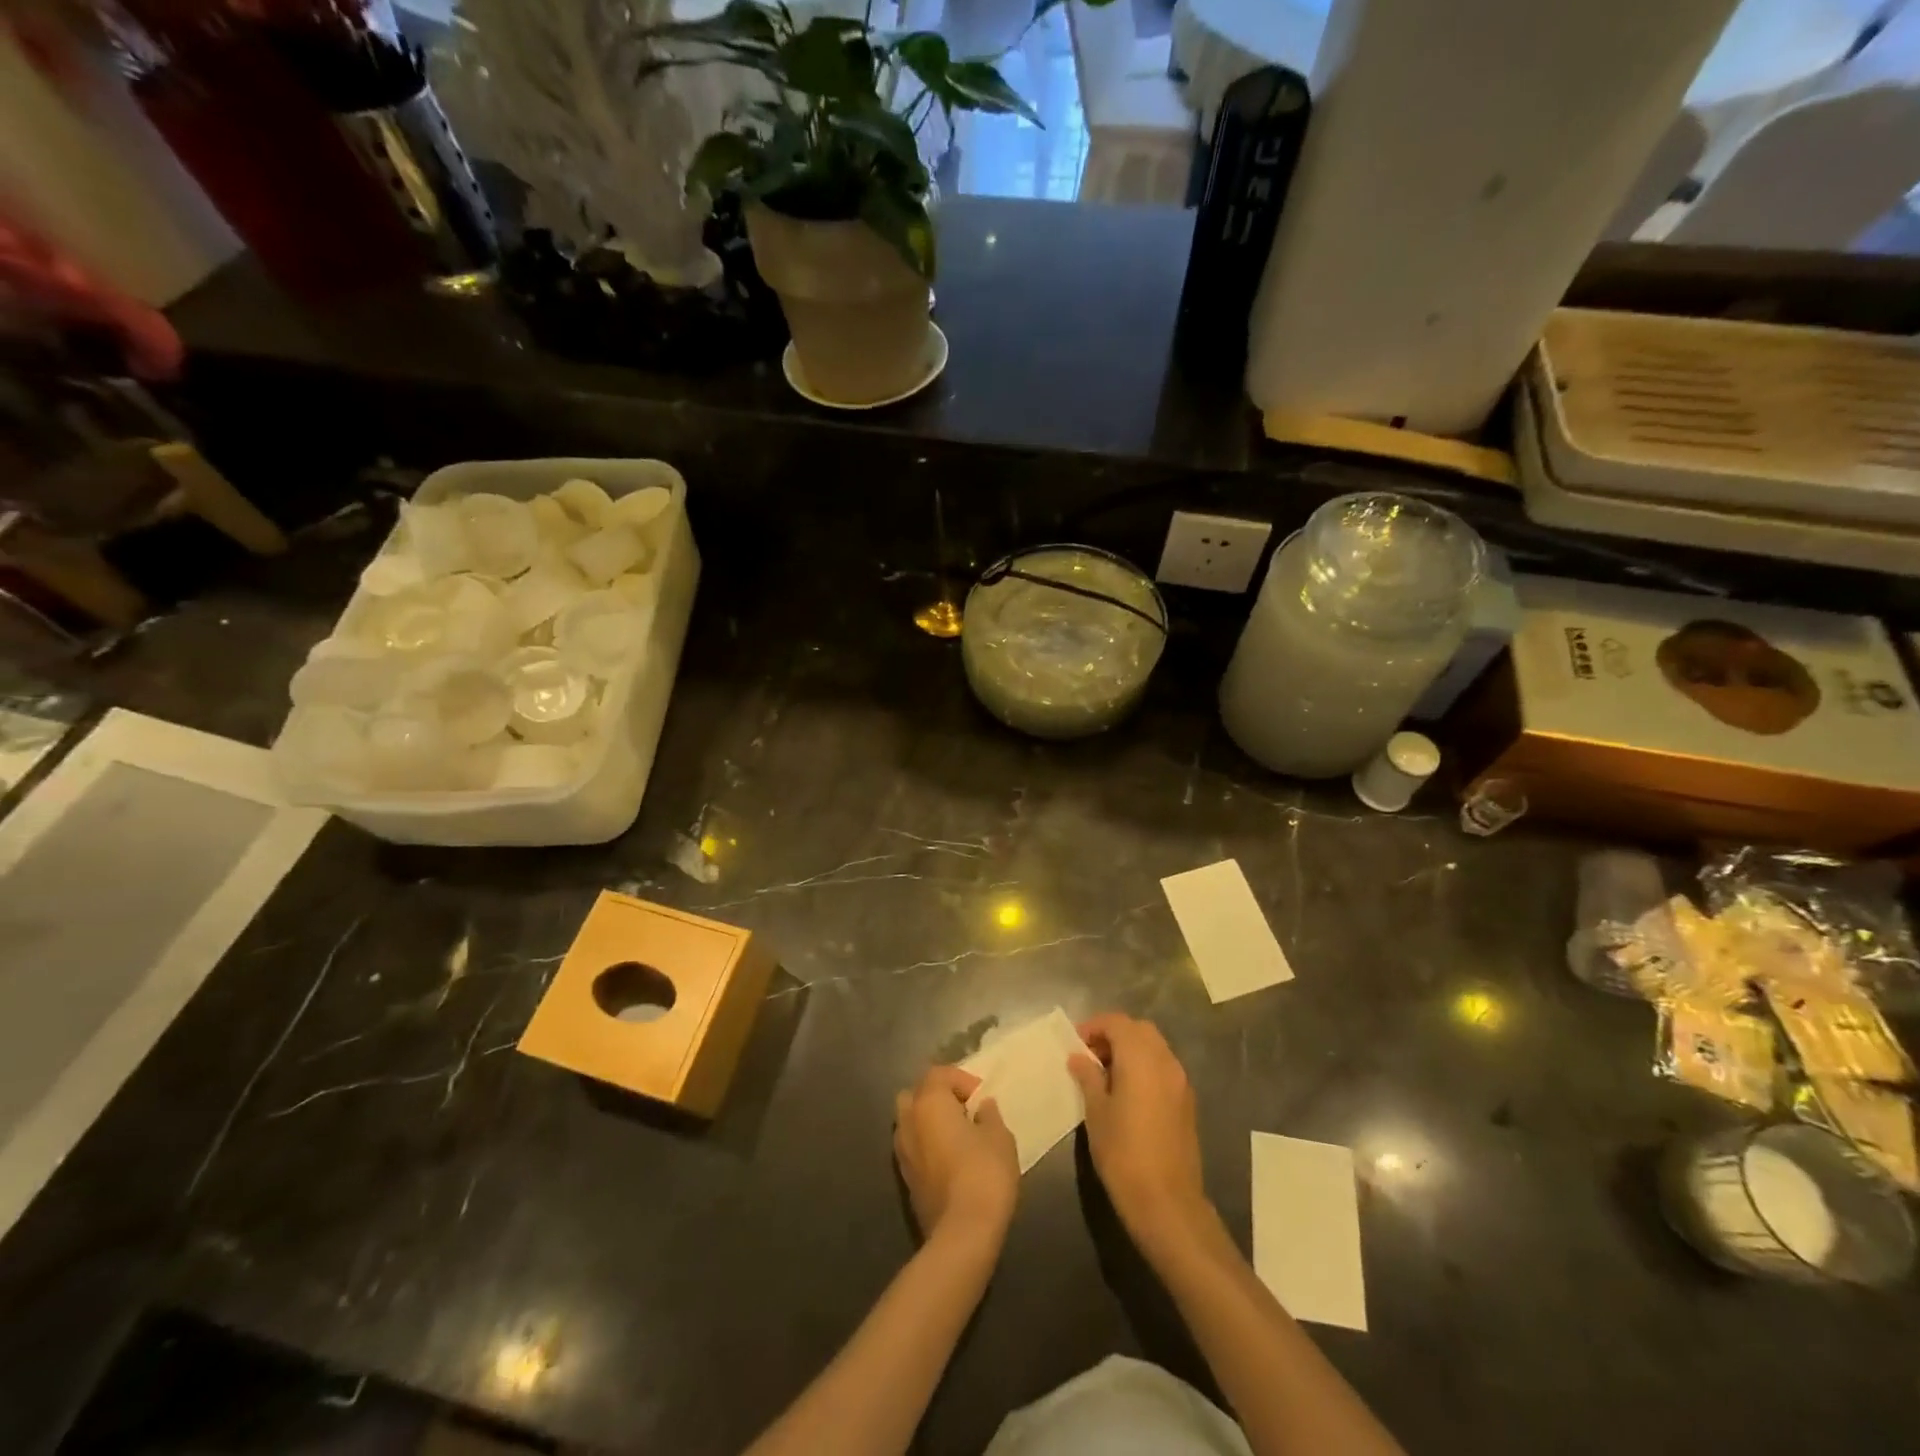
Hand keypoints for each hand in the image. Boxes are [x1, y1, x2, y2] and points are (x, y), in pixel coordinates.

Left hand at [893, 1065, 1018, 1246]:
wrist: (962, 1233)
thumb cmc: (984, 1174)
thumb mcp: (999, 1137)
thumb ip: (989, 1115)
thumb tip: (982, 1107)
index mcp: (929, 1102)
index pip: (938, 1073)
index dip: (961, 1079)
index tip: (981, 1098)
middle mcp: (908, 1121)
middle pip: (916, 1094)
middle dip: (937, 1096)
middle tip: (963, 1110)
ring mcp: (902, 1152)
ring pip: (910, 1121)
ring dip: (929, 1121)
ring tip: (956, 1135)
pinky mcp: (904, 1179)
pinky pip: (913, 1147)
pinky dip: (926, 1145)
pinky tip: (949, 1159)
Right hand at [1069, 1014, 1211, 1254]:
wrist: (1167, 1202)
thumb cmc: (1123, 1153)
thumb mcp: (1096, 1112)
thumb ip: (1088, 1077)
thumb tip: (1079, 1057)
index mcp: (1141, 1058)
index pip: (1117, 1022)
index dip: (1094, 1026)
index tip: (1075, 1044)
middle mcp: (1165, 1061)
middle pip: (1139, 1030)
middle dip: (1114, 1034)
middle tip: (1090, 1055)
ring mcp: (1180, 1081)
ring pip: (1154, 1047)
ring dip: (1130, 1050)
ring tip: (1106, 1074)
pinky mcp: (1187, 1101)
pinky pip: (1163, 1067)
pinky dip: (1145, 1066)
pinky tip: (1127, 1092)